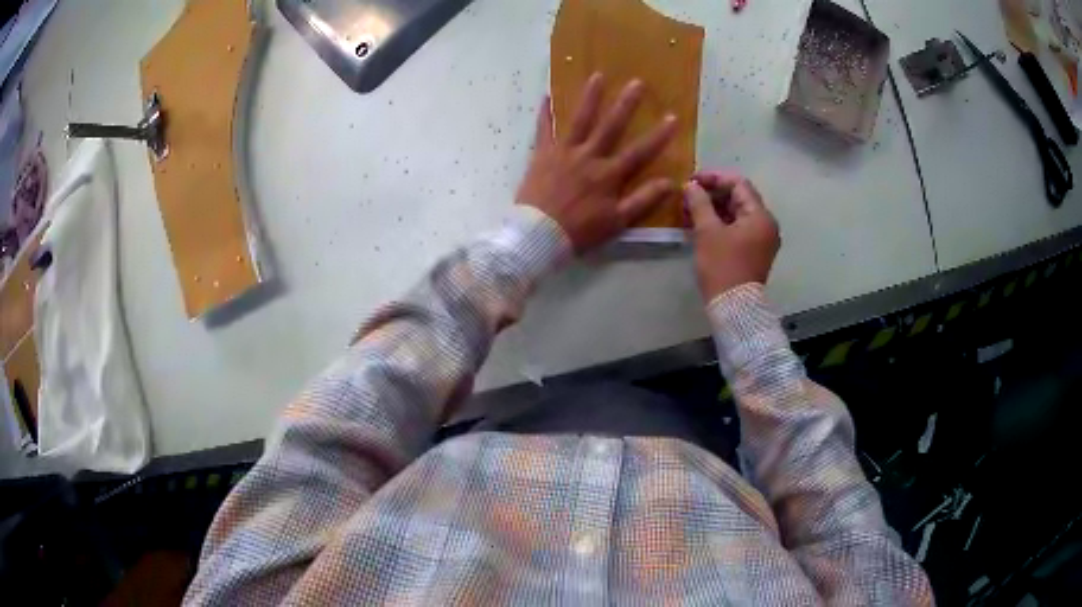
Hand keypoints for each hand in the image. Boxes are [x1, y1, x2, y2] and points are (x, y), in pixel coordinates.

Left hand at [517, 73, 677, 252]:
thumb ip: (643, 201)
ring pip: (580, 120)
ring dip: (590, 97)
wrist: (538, 235)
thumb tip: (670, 183)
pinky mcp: (542, 154)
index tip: (672, 116)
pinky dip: (544, 113)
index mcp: (609, 175)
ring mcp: (564, 152)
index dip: (658, 135)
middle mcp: (589, 157)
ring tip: (597, 75)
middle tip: (637, 82)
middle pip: (611, 126)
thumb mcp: (617, 222)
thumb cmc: (580, 231)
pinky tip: (546, 95)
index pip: (640, 152)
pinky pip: (543, 129)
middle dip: (626, 104)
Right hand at [685, 172, 779, 301]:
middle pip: (739, 198)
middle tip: (688, 196)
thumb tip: (691, 186)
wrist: (734, 307)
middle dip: (713, 194)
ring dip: (715, 209)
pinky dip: (721, 223)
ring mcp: (762, 240)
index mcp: (760, 216)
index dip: (714, 178)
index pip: (739, 184)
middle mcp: (766, 224)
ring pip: (738, 214)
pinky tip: (700, 225)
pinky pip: (738, 229)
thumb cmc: (722, 266)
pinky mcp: (754, 252)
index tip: (692, 181)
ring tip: (690, 210)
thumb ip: (699, 203)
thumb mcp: (707, 232)